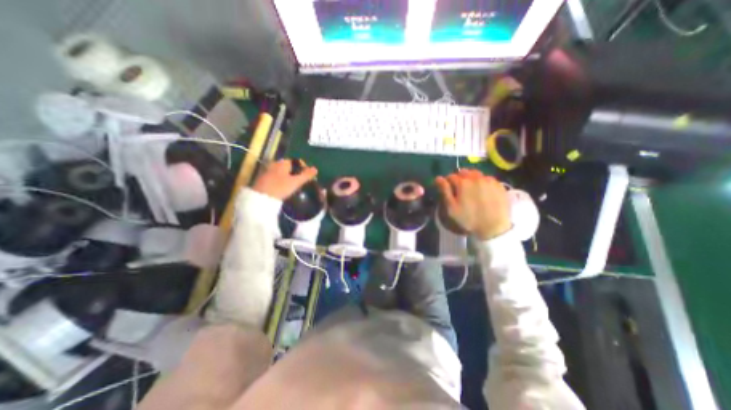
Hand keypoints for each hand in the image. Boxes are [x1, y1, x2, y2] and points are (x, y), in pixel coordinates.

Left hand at [253, 158, 318, 199]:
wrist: (261, 198)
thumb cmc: (280, 188)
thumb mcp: (296, 182)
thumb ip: (306, 175)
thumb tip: (315, 169)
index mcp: (282, 163)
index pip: (295, 161)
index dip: (303, 167)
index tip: (307, 176)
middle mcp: (274, 165)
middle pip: (288, 167)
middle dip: (295, 172)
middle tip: (301, 181)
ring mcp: (267, 172)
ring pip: (281, 172)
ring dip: (288, 177)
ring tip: (294, 186)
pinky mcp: (263, 180)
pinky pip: (275, 178)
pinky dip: (281, 181)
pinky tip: (283, 189)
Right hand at [436, 169, 508, 240]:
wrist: (494, 227)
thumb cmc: (469, 219)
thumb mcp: (452, 207)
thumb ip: (445, 190)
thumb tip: (438, 178)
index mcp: (463, 182)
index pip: (451, 176)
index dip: (447, 182)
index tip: (447, 188)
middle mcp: (476, 177)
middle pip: (464, 172)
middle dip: (459, 178)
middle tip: (459, 188)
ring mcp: (489, 180)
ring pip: (476, 174)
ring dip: (471, 178)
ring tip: (471, 188)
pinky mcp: (499, 185)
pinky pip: (488, 178)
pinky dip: (483, 182)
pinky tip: (483, 191)